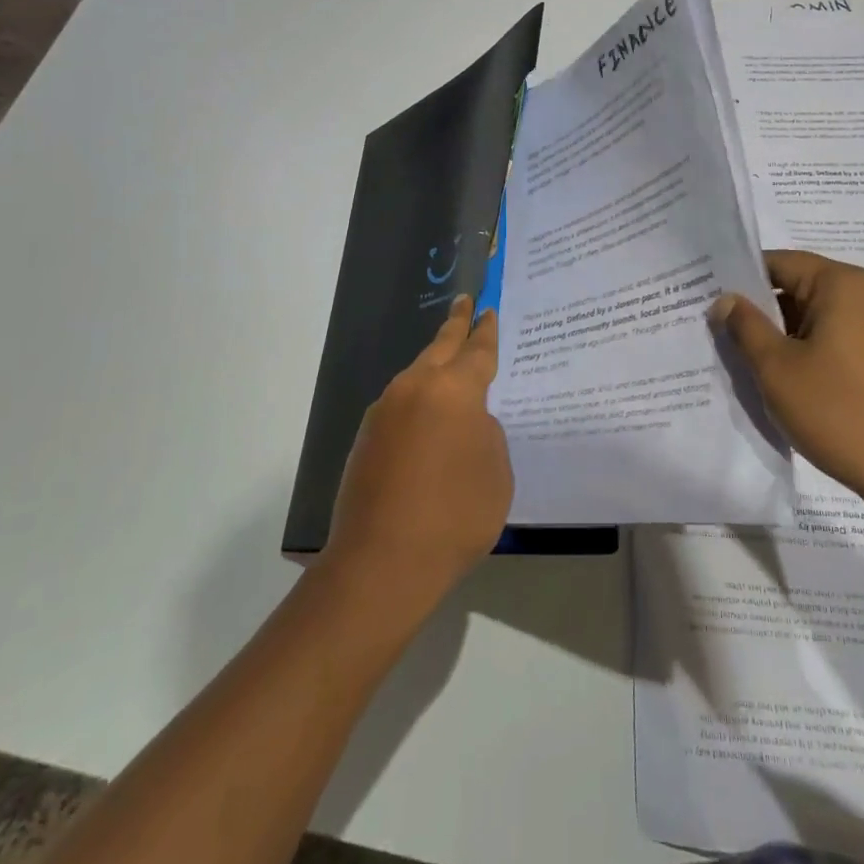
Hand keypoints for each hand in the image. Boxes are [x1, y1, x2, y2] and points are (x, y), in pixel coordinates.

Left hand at [325, 295, 512, 611]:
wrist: (382, 562)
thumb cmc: (455, 517)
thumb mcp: (495, 473)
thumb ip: (487, 434)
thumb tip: (468, 422)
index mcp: (455, 391)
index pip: (477, 350)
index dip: (486, 330)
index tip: (488, 310)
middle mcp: (416, 388)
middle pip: (441, 345)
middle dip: (456, 323)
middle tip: (465, 301)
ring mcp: (385, 410)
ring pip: (417, 374)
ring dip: (435, 365)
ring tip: (450, 362)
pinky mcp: (367, 435)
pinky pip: (401, 403)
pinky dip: (419, 400)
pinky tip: (427, 420)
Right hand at [711, 250, 863, 523]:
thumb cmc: (842, 413)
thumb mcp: (777, 369)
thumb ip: (745, 327)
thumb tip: (726, 300)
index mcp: (844, 284)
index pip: (779, 262)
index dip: (740, 279)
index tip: (710, 301)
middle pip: (802, 287)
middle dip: (763, 311)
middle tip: (723, 335)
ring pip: (822, 317)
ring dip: (788, 336)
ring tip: (753, 364)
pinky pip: (844, 340)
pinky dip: (815, 352)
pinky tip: (795, 384)